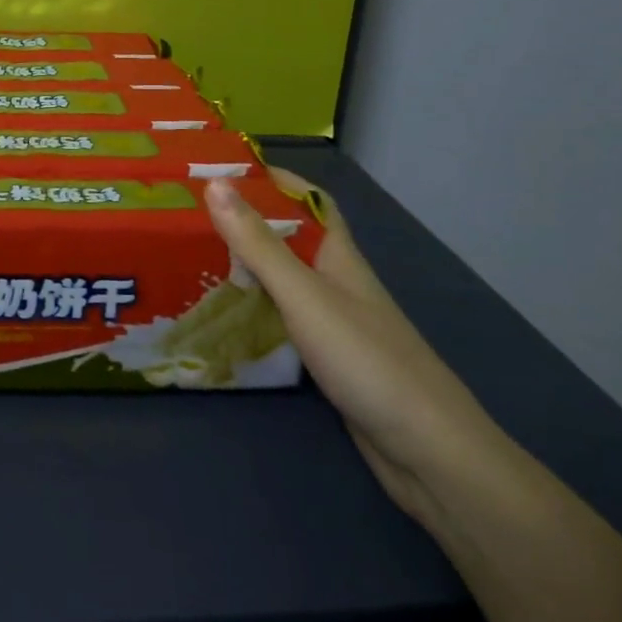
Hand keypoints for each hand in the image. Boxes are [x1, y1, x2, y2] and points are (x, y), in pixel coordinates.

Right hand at [204, 169, 514, 530]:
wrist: (428, 452)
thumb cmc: (366, 359)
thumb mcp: (303, 294)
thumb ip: (258, 243)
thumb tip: (215, 183)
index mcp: (338, 255)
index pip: (310, 200)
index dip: (275, 179)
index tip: (226, 169)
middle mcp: (337, 280)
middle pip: (292, 238)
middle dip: (249, 222)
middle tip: (193, 216)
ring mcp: (336, 322)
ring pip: (286, 279)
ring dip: (249, 265)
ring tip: (197, 259)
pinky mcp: (330, 358)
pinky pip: (285, 318)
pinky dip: (257, 309)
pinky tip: (229, 317)